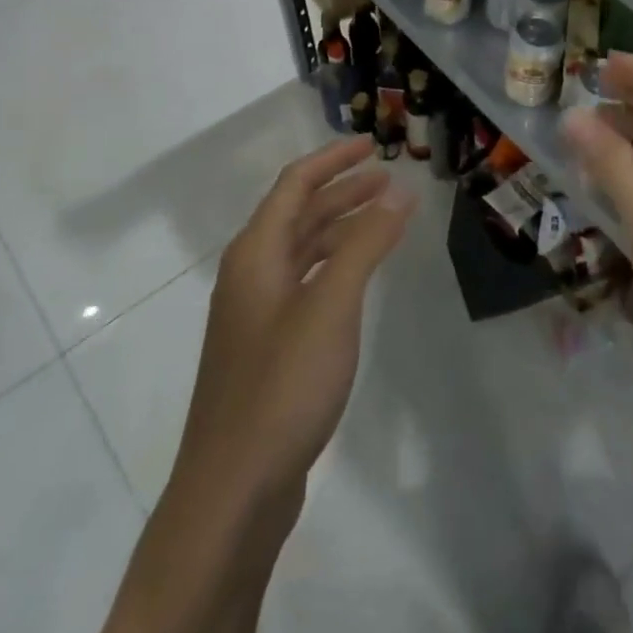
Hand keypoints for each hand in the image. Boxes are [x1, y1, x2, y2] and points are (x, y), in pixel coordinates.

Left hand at [174, 138, 415, 503]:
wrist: (233, 488)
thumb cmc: (282, 385)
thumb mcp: (331, 305)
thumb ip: (366, 244)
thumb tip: (399, 191)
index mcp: (256, 254)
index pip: (295, 185)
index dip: (333, 159)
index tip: (372, 144)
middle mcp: (250, 275)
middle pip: (298, 214)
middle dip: (342, 191)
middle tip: (389, 180)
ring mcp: (256, 314)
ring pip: (303, 251)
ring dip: (341, 228)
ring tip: (384, 219)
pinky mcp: (268, 348)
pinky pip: (306, 284)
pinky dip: (336, 266)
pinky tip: (359, 278)